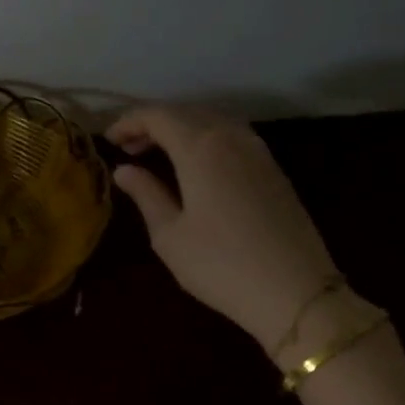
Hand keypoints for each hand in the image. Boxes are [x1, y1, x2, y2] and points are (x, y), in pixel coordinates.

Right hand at [106, 104, 339, 353]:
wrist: (296, 292)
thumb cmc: (220, 266)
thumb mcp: (170, 235)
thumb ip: (146, 194)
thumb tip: (124, 170)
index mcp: (200, 147)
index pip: (158, 115)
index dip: (129, 121)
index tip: (108, 139)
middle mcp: (231, 137)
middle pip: (186, 112)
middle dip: (153, 123)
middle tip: (128, 147)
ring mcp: (258, 150)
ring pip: (212, 121)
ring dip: (182, 129)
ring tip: (159, 153)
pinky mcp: (273, 169)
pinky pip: (232, 137)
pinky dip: (205, 140)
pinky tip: (195, 165)